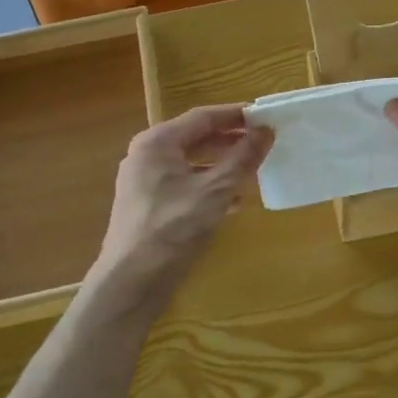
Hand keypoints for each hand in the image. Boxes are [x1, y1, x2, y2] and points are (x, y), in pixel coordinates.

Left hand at [93, 105, 271, 296]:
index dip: (236, 115)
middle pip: (195, 138)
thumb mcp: (215, 191)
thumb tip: (266, 131)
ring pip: (191, 163)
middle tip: (263, 143)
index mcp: (157, 142)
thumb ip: (243, 158)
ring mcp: (144, 182)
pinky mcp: (148, 206)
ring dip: (222, 165)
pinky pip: (184, 185)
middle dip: (230, 140)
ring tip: (253, 169)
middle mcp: (147, 156)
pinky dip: (209, 186)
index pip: (203, 117)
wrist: (131, 282)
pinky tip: (234, 201)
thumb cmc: (173, 228)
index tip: (266, 117)